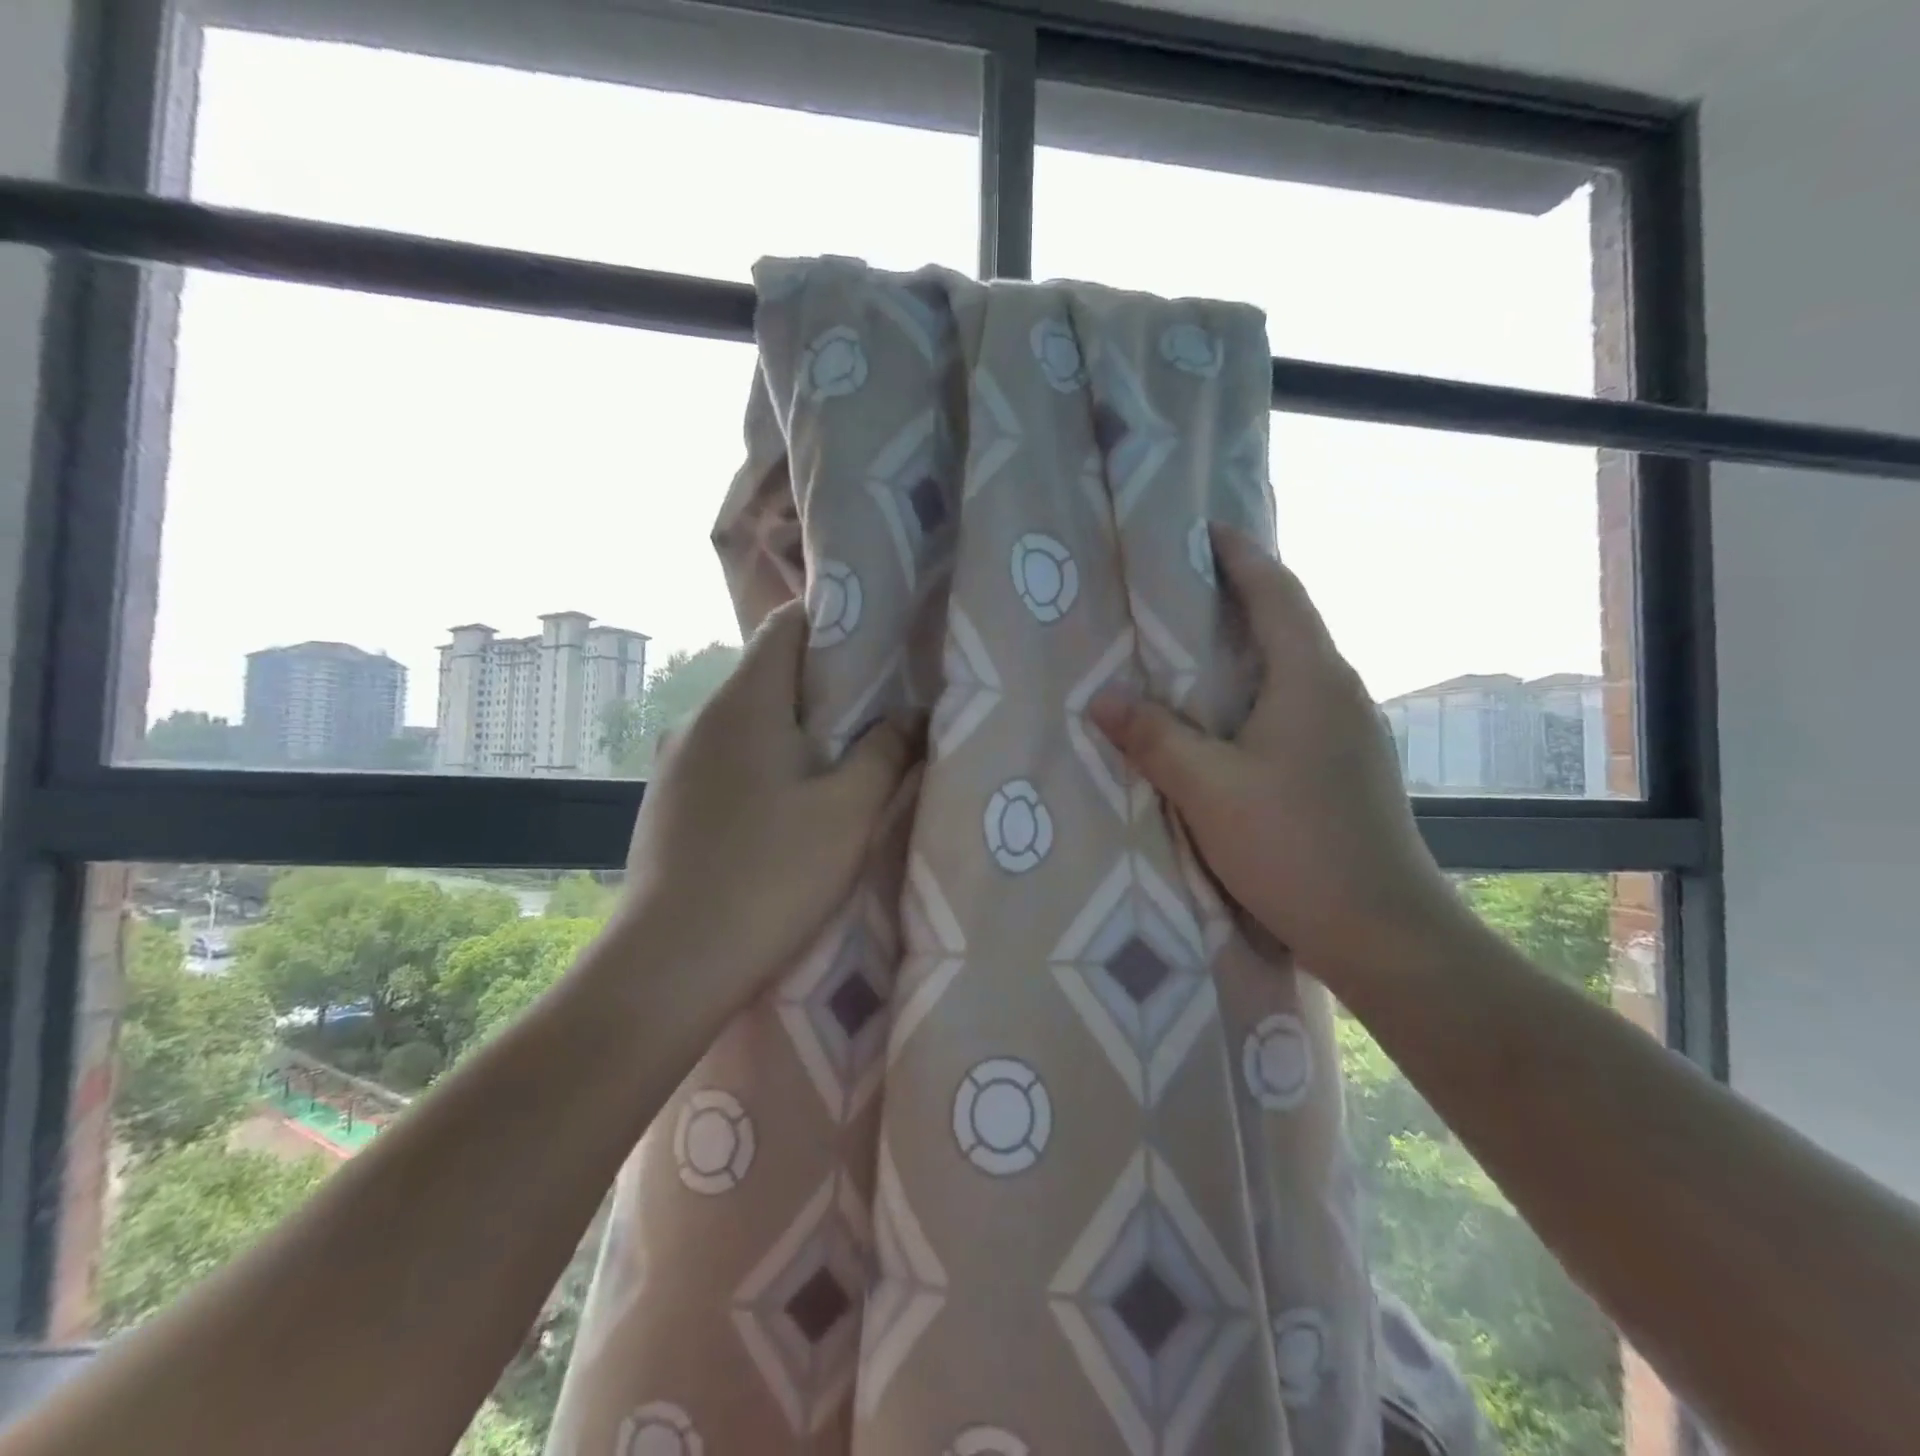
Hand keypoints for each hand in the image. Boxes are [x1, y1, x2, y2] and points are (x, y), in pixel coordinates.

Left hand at [614, 600, 919, 1014]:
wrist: (670, 964)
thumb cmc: (770, 875)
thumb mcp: (849, 812)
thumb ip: (887, 751)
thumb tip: (913, 713)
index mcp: (744, 702)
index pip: (786, 625)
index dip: (834, 622)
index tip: (880, 645)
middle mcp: (700, 719)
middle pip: (769, 674)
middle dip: (824, 685)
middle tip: (879, 711)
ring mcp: (676, 762)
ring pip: (748, 722)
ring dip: (794, 731)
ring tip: (841, 763)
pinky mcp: (668, 804)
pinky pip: (727, 761)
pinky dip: (764, 765)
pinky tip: (787, 809)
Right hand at [1090, 525, 1468, 991]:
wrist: (1384, 931)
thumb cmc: (1295, 847)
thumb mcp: (1208, 790)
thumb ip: (1154, 738)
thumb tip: (1102, 697)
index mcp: (1310, 677)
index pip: (1275, 591)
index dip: (1239, 554)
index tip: (1200, 531)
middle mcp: (1338, 690)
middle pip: (1287, 621)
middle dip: (1237, 594)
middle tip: (1177, 588)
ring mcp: (1350, 730)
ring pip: (1291, 666)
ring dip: (1247, 646)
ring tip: (1190, 647)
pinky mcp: (1348, 764)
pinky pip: (1296, 703)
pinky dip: (1257, 689)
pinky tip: (1225, 718)